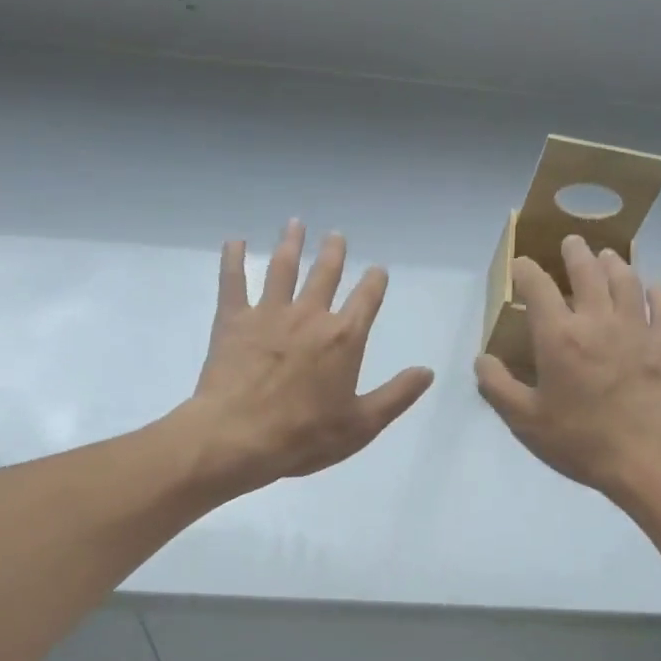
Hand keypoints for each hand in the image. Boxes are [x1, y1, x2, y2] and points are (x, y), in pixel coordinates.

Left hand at [186, 220, 433, 494]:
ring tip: (295, 223)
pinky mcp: (233, 320)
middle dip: (334, 253)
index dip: (375, 282)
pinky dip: (233, 259)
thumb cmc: (305, 436)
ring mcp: (269, 313)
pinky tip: (235, 241)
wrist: (239, 436)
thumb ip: (397, 395)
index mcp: (344, 338)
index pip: (367, 299)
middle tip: (336, 234)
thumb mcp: (362, 424)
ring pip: (282, 268)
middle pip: (325, 274)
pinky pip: (233, 281)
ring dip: (291, 243)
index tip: (378, 270)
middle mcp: (310, 315)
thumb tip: (427, 371)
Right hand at [475, 236, 660, 500]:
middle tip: (571, 242)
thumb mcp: (525, 421)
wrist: (650, 458)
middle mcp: (597, 320)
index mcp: (558, 337)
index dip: (526, 270)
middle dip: (575, 253)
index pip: (538, 287)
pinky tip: (652, 288)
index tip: (520, 265)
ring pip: (626, 280)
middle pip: (587, 271)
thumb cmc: (581, 440)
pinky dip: (655, 291)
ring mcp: (637, 328)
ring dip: (614, 263)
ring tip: (608, 256)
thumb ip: (498, 386)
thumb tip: (483, 359)